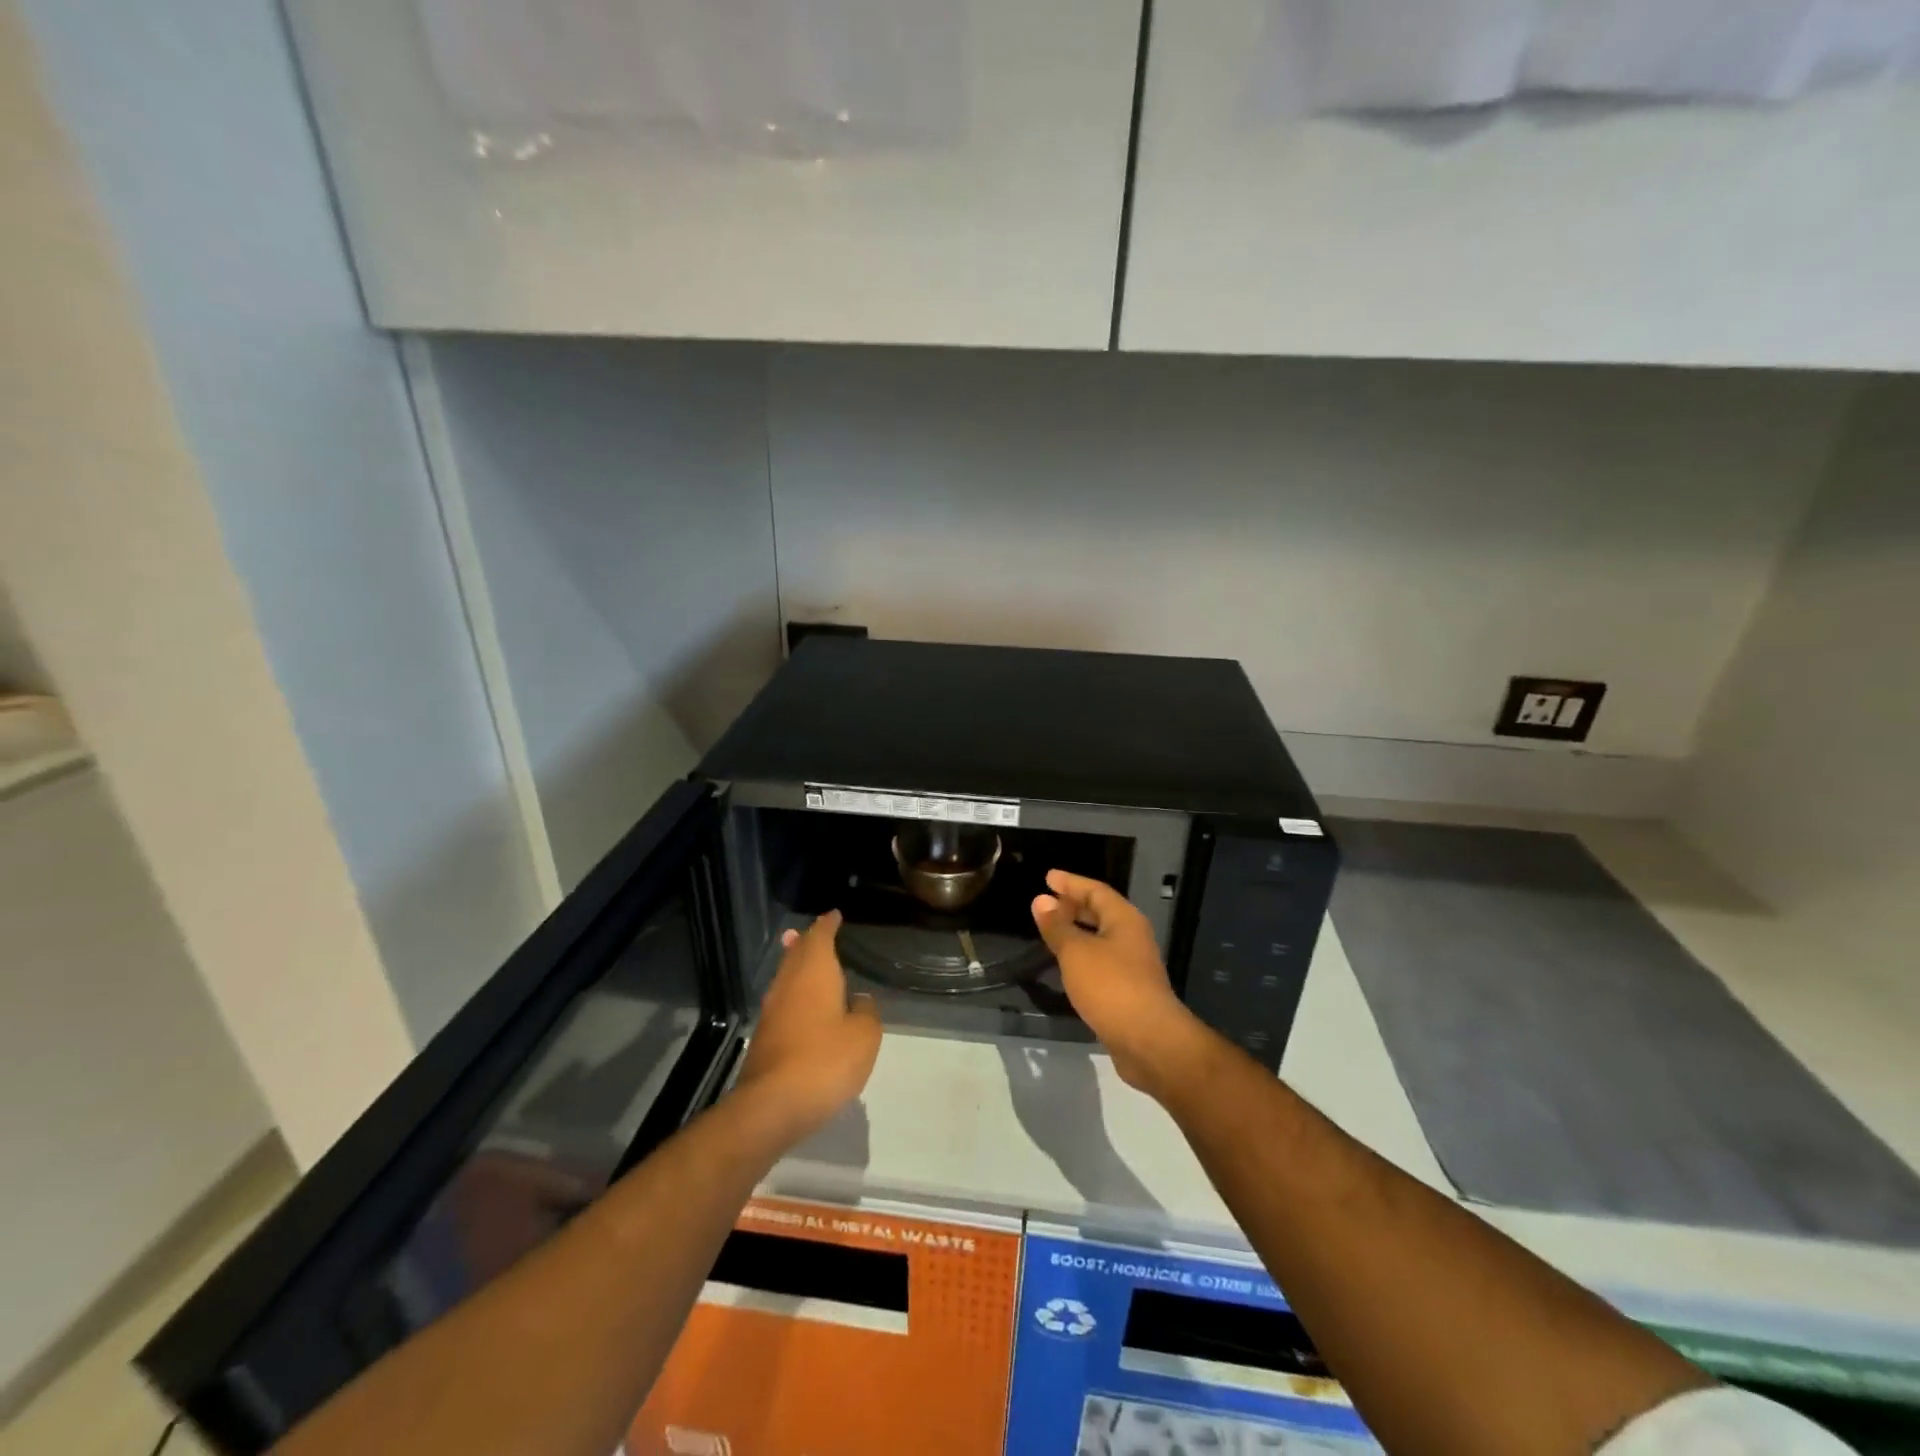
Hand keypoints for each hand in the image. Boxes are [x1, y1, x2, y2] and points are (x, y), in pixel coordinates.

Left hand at [734, 911, 881, 1141]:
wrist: (773, 1105)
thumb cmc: (826, 1060)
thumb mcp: (864, 1035)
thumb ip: (865, 1011)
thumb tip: (857, 1001)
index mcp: (815, 972)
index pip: (820, 937)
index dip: (828, 924)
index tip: (834, 915)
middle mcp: (789, 984)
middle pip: (796, 953)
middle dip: (807, 941)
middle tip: (817, 931)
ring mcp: (772, 1011)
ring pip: (786, 977)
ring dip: (797, 965)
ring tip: (807, 959)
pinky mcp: (765, 1037)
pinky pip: (783, 1001)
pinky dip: (794, 993)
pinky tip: (804, 1004)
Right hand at [1031, 870, 1207, 1095]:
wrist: (1149, 1041)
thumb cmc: (1111, 987)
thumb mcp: (1076, 952)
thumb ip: (1057, 926)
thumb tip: (1041, 900)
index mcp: (1124, 919)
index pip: (1096, 890)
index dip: (1071, 883)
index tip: (1048, 878)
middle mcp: (1132, 937)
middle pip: (1101, 912)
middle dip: (1074, 905)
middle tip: (1047, 903)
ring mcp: (1133, 965)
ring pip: (1101, 939)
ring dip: (1077, 932)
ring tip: (1052, 931)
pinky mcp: (1129, 991)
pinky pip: (1102, 962)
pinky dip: (1083, 956)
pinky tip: (1067, 966)